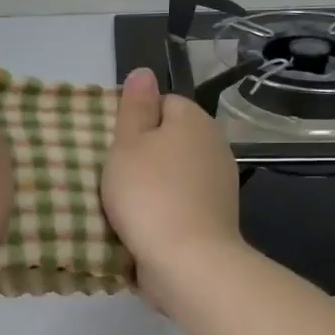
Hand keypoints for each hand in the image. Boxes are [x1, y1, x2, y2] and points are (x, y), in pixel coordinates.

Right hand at [103, 67, 244, 299]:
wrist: (188, 261)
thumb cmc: (149, 193)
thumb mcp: (127, 143)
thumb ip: (134, 106)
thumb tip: (144, 72)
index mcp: (194, 120)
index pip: (162, 103)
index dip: (136, 120)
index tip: (115, 145)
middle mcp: (214, 145)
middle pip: (170, 138)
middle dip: (144, 153)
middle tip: (114, 173)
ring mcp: (220, 183)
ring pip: (176, 171)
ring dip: (154, 183)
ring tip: (124, 202)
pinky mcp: (217, 216)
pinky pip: (183, 201)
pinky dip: (166, 208)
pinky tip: (145, 223)